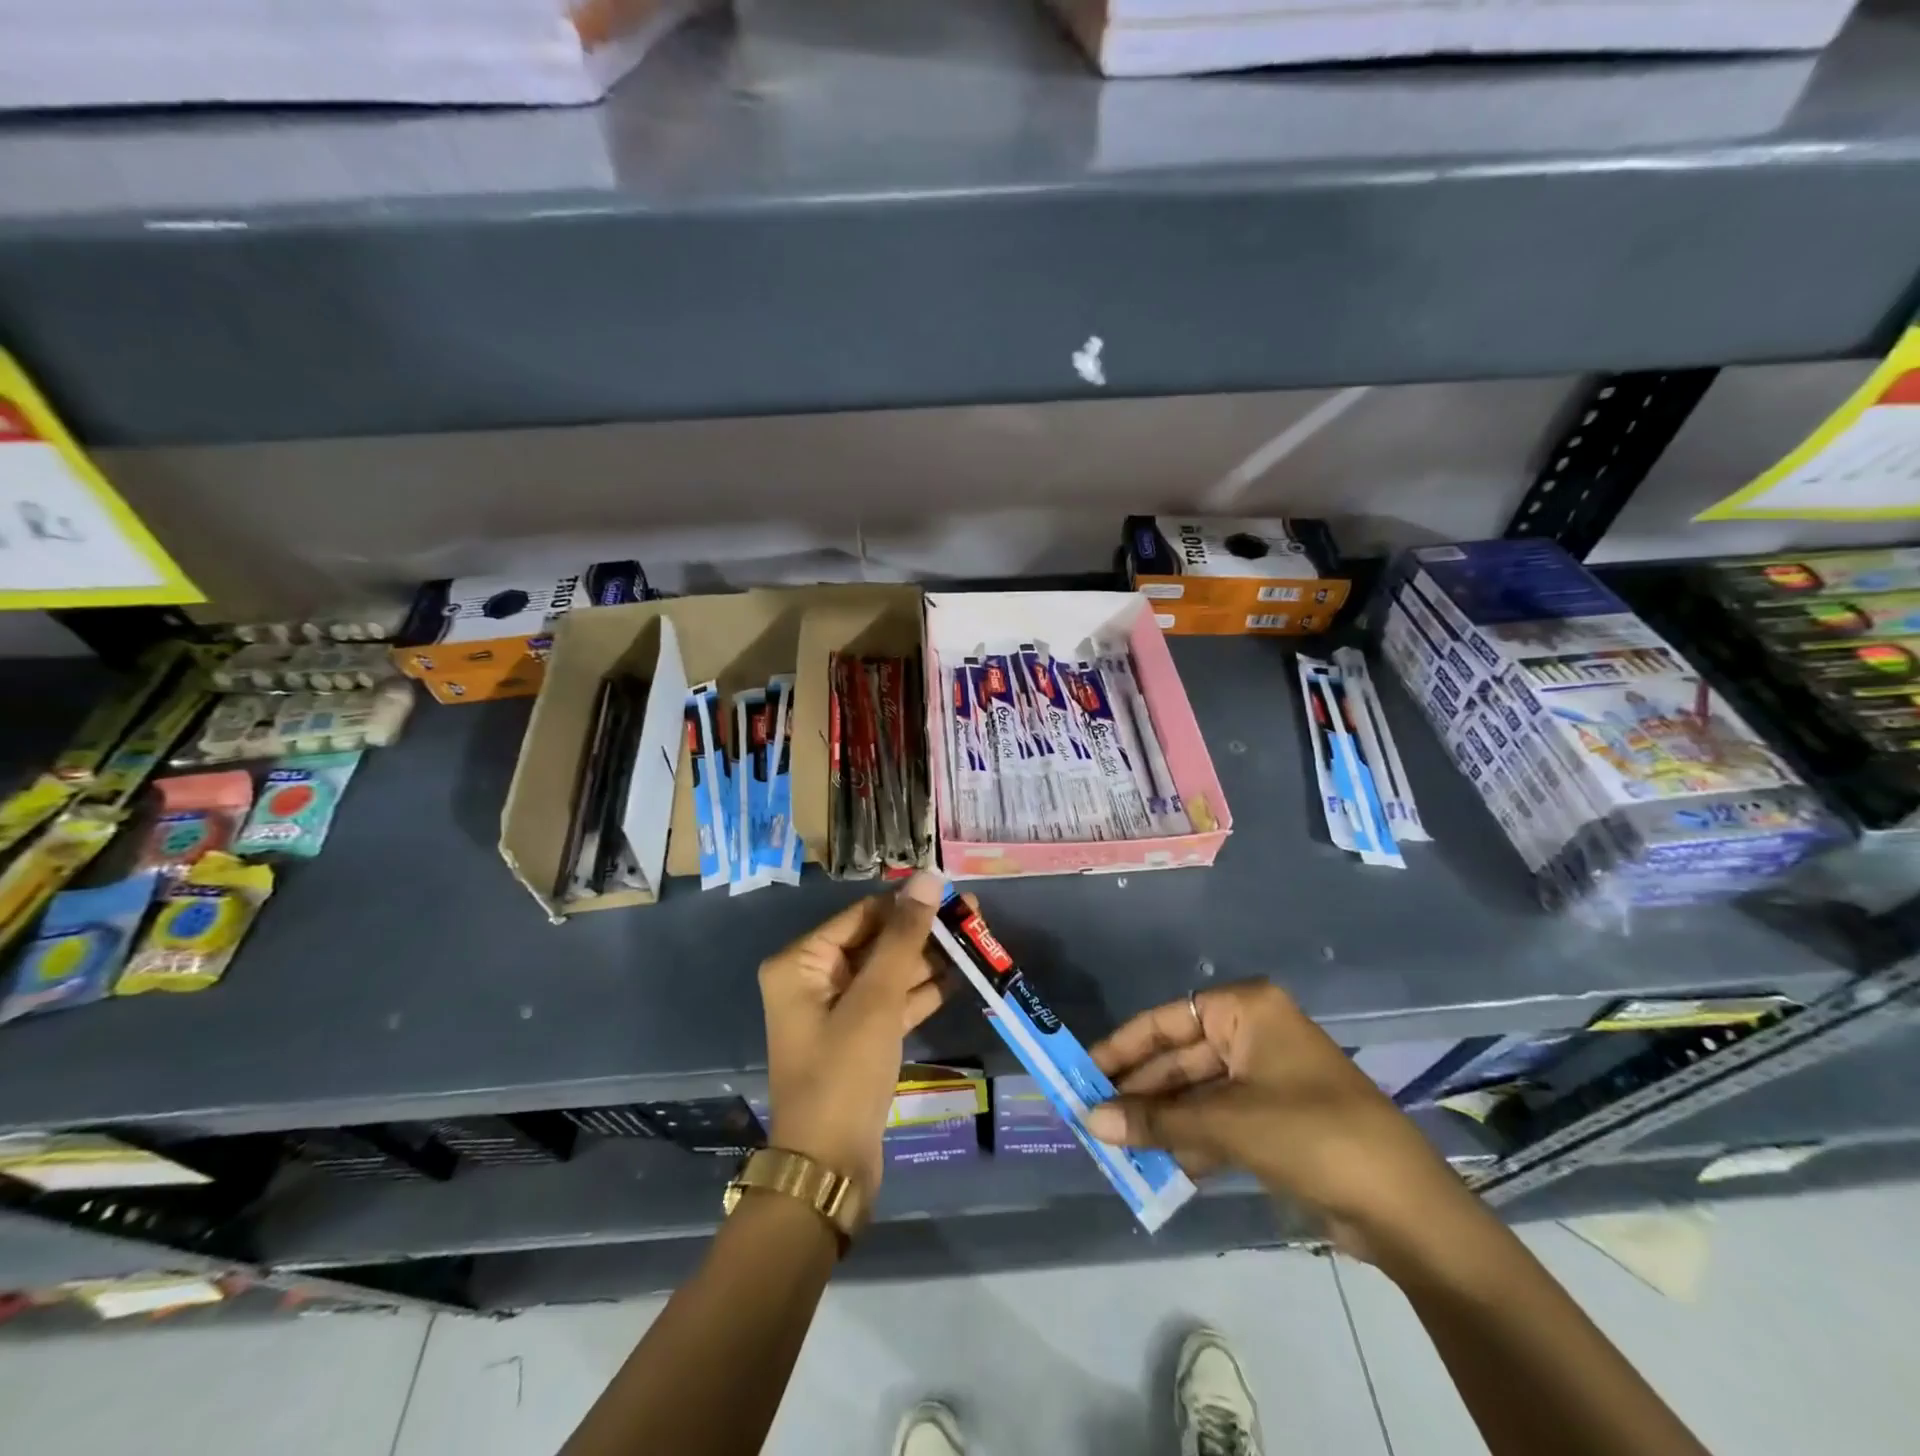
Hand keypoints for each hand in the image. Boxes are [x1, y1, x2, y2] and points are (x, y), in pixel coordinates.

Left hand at [758, 870, 947, 1202]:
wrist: (830, 1169)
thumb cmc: (844, 1073)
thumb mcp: (876, 999)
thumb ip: (904, 937)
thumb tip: (926, 877)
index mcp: (801, 962)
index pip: (863, 916)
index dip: (909, 904)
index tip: (953, 893)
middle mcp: (813, 979)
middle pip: (876, 942)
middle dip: (923, 932)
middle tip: (974, 917)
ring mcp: (836, 1011)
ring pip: (888, 972)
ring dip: (928, 960)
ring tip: (977, 942)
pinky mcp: (858, 1038)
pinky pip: (891, 1002)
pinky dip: (921, 991)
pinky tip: (960, 977)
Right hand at [1085, 980, 1475, 1262]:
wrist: (1405, 1209)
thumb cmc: (1312, 1134)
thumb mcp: (1227, 1123)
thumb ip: (1156, 1121)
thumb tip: (1089, 1119)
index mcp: (1246, 1010)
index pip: (1167, 1020)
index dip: (1123, 1046)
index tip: (1084, 1070)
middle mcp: (1252, 1032)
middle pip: (1179, 1057)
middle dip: (1140, 1090)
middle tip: (1092, 1115)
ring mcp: (1264, 1077)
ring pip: (1195, 1092)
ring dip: (1160, 1119)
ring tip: (1114, 1144)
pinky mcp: (1274, 1119)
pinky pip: (1216, 1119)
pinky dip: (1189, 1139)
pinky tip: (1156, 1163)